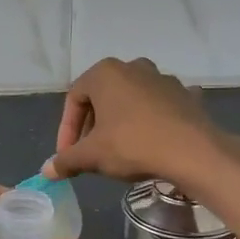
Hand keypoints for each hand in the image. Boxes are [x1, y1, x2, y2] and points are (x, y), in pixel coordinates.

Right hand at [45, 57, 239, 185]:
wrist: (192, 152)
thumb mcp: (92, 156)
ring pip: (131, 100)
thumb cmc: (132, 145)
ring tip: (119, 150)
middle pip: (102, 97)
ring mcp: (163, 79)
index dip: (66, 130)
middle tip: (90, 153)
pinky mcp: (185, 95)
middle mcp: (133, 67)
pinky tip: (150, 142)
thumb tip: (47, 171)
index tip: (68, 155)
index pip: (74, 99)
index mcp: (105, 73)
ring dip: (120, 122)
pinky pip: (159, 107)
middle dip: (92, 126)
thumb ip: (66, 160)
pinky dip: (150, 122)